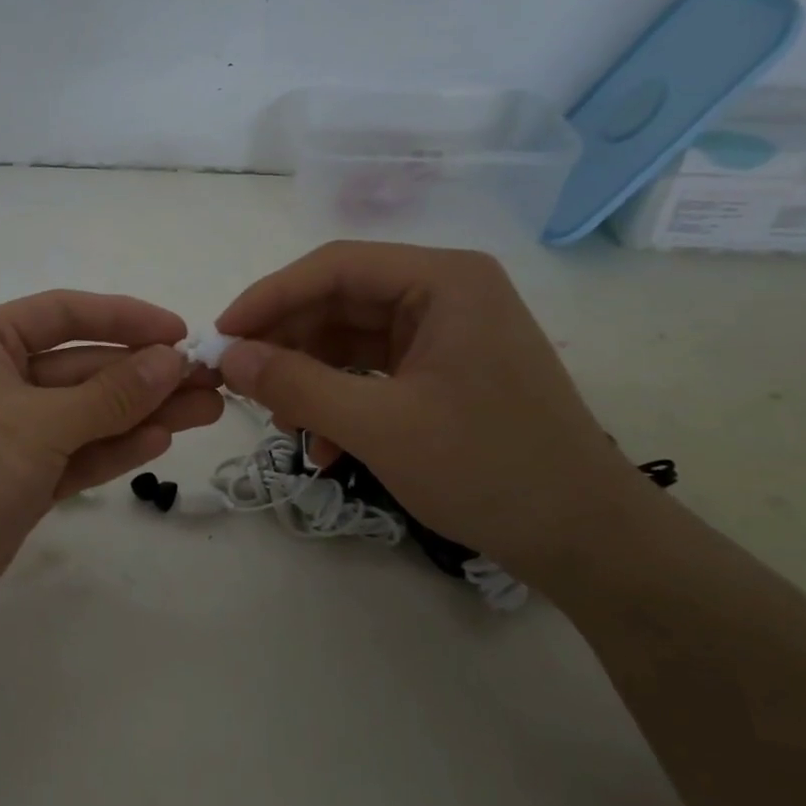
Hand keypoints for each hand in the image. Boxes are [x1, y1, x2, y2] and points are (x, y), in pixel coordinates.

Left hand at [0, 291, 223, 632]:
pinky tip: (160, 440)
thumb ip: (110, 393)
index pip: (64, 313)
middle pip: (83, 367)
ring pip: (86, 413)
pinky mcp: (22, 477)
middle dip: (145, 374)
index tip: (180, 332)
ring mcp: (11, 432)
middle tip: (210, 382)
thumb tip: (173, 359)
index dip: (125, 318)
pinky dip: (114, 446)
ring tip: (205, 410)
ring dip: (141, 411)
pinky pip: (76, 451)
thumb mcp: (39, 424)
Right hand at [215, 242, 641, 571]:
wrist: (584, 539)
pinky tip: (324, 448)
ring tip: (284, 427)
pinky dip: (340, 402)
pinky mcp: (445, 371)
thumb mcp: (378, 426)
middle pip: (339, 302)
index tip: (222, 336)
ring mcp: (447, 334)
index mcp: (443, 281)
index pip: (335, 267)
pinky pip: (372, 372)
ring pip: (350, 340)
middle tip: (241, 384)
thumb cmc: (487, 468)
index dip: (269, 297)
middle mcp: (446, 293)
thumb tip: (228, 358)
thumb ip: (296, 385)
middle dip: (287, 345)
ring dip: (309, 380)